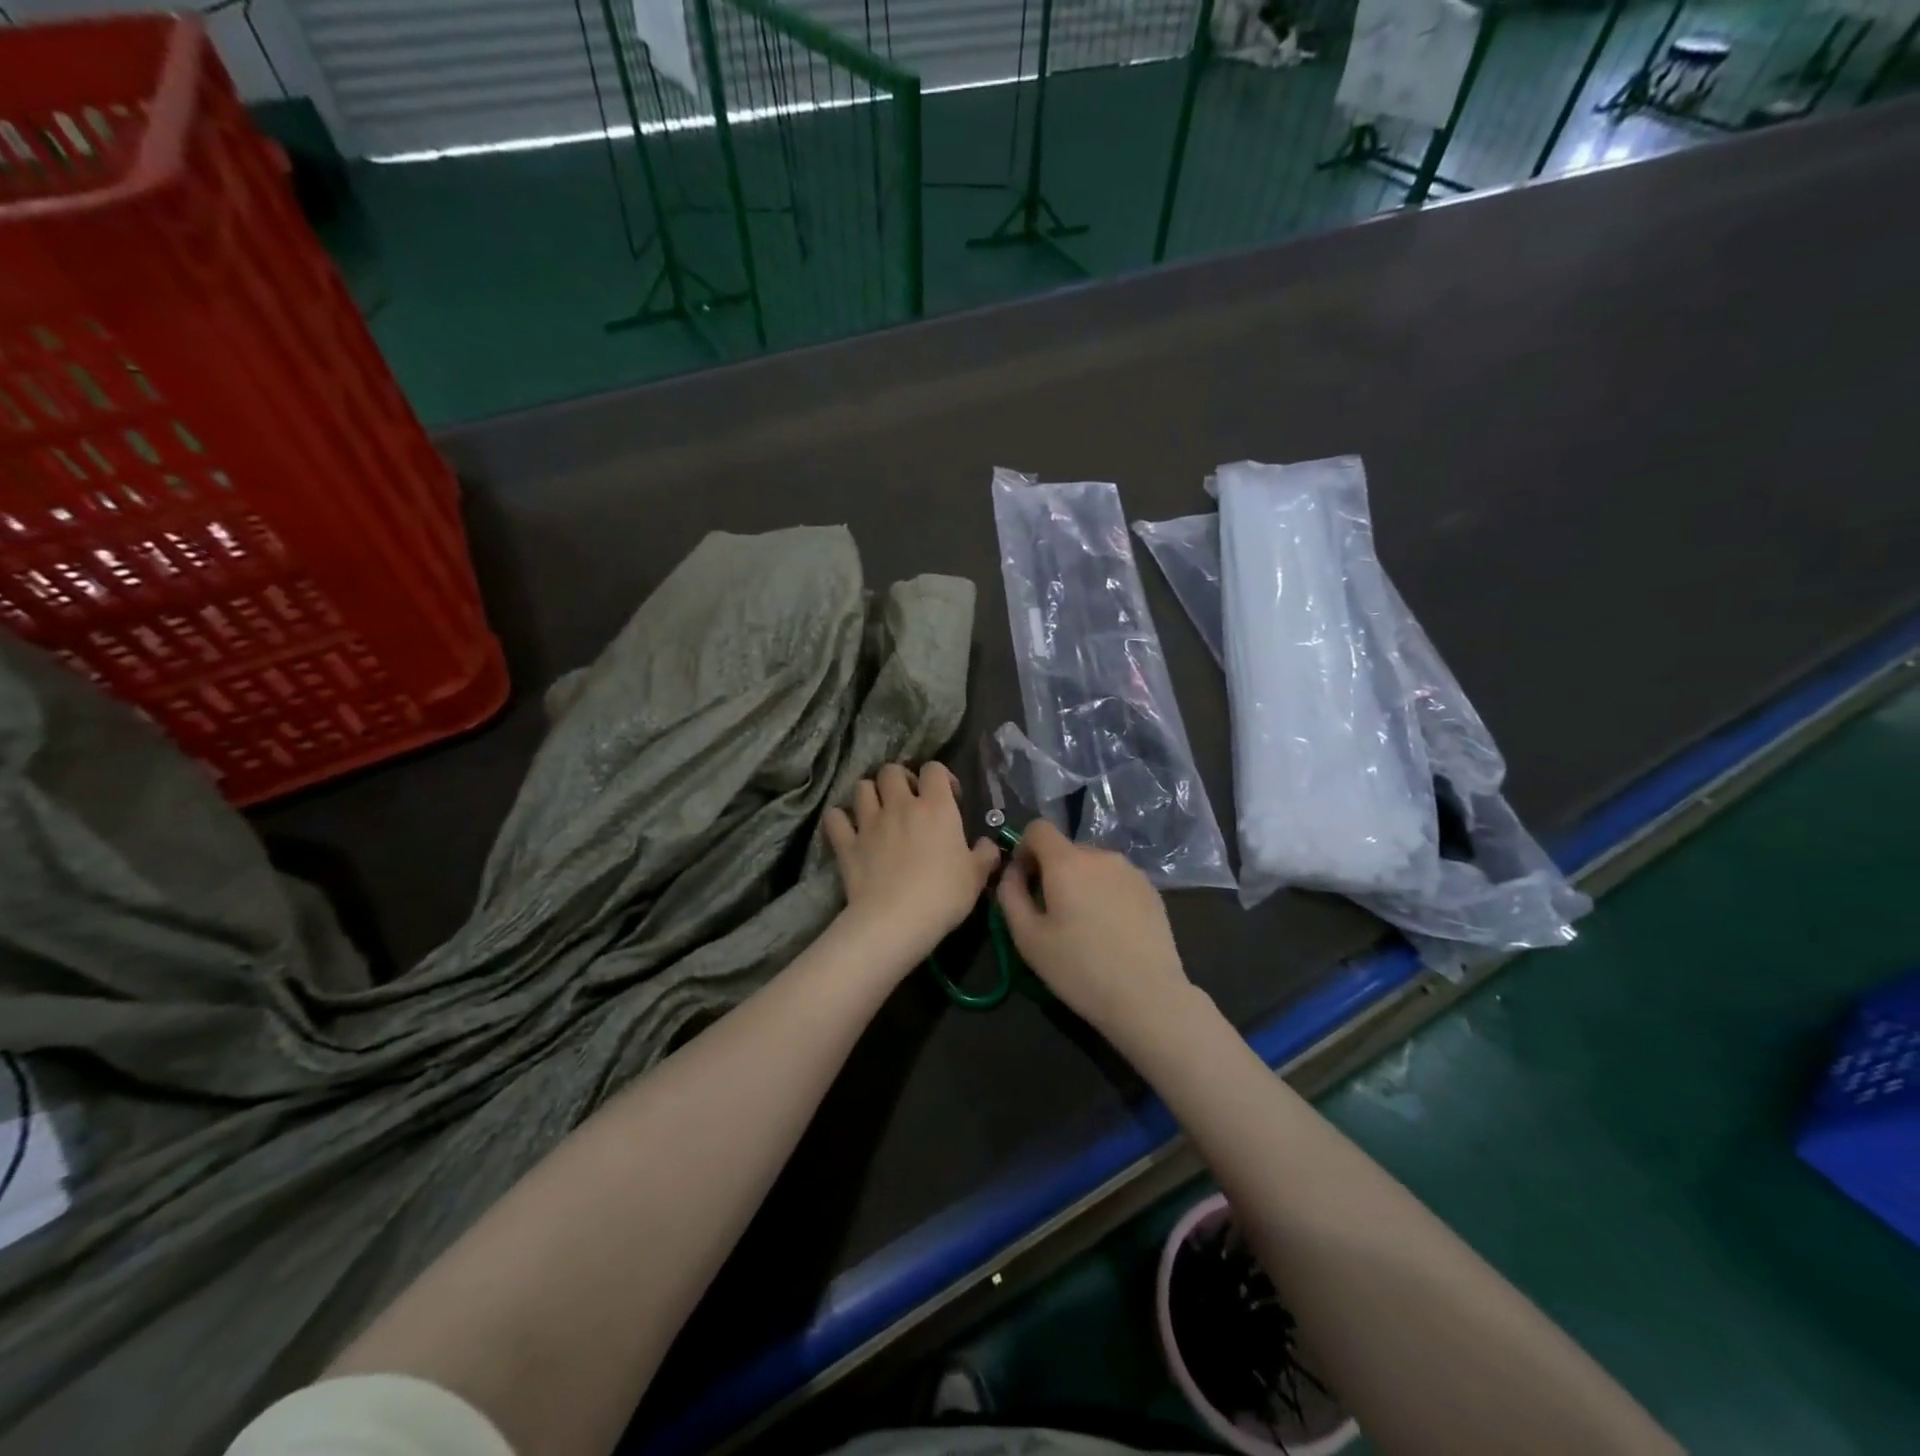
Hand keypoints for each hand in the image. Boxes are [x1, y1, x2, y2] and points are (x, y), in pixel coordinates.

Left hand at [824, 762, 1001, 969]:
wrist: (896, 920)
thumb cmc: (943, 895)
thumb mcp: (976, 876)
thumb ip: (984, 855)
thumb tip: (986, 845)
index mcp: (936, 807)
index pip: (934, 769)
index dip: (941, 777)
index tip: (949, 797)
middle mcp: (900, 805)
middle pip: (891, 770)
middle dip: (899, 779)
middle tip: (908, 800)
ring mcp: (869, 822)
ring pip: (861, 787)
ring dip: (869, 794)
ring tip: (878, 811)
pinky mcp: (846, 844)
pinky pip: (835, 818)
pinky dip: (840, 820)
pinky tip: (848, 829)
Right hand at [995, 820, 1194, 1042]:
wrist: (1148, 997)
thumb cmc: (1079, 968)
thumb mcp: (1027, 938)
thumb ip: (1010, 894)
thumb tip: (1012, 872)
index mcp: (1067, 862)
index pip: (1038, 828)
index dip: (1024, 848)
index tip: (1024, 881)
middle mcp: (1101, 855)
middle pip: (1066, 849)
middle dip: (1052, 871)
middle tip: (1051, 913)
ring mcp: (1131, 871)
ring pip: (1093, 865)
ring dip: (1081, 882)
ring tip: (1083, 925)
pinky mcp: (1152, 890)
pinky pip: (1117, 880)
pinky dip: (1106, 893)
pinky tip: (1110, 931)